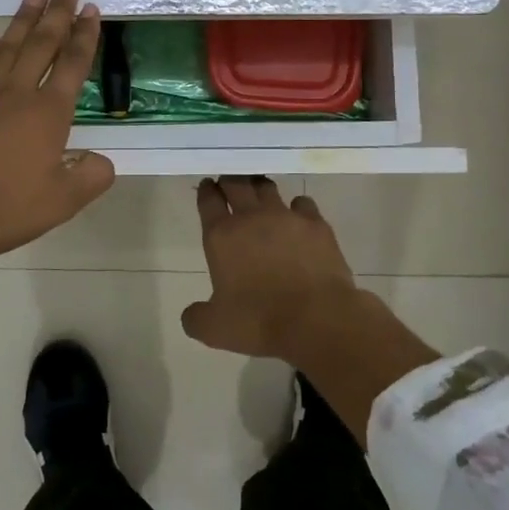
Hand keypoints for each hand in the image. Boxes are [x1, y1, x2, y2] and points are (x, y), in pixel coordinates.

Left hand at [0, 0, 115, 268]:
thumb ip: (91, 177)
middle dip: (58, 10)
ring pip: (8, 45)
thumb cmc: (3, 208)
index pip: (73, 64)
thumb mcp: (61, 202)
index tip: (91, 8)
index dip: (85, 35)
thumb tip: (102, 160)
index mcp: (48, 112)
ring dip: (24, 18)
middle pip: (42, 42)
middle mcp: (16, 92)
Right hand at [183, 176, 438, 441]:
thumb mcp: (215, 329)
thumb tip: (191, 314)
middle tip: (229, 183)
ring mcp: (285, 216)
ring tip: (259, 192)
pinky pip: (303, 203)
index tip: (208, 186)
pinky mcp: (316, 223)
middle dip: (230, 180)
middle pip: (236, 183)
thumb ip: (196, 317)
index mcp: (222, 236)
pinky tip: (298, 217)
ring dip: (260, 187)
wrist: (316, 319)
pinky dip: (297, 207)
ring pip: (268, 187)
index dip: (207, 191)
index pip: (209, 201)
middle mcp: (251, 217)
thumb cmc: (259, 321)